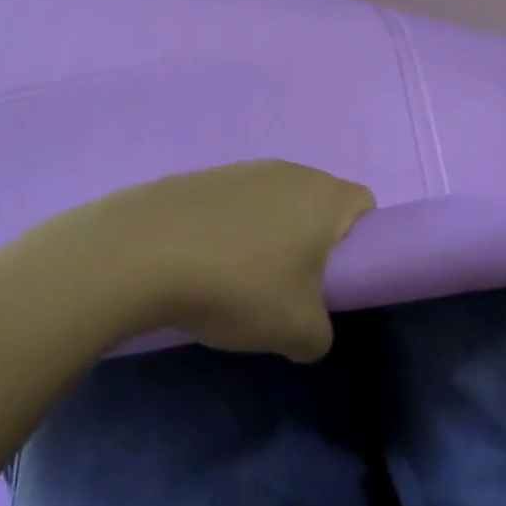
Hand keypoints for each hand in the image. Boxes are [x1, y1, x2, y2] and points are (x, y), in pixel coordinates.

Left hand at [72, 160, 374, 361]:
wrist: (141, 253)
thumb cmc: (238, 285)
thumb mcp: (296, 331)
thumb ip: (320, 336)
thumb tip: (311, 333)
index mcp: (324, 196)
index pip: (365, 205)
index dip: (363, 241)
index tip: (338, 277)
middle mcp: (289, 171)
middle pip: (318, 203)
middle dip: (313, 243)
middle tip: (292, 287)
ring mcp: (241, 169)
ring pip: (274, 204)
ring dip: (269, 238)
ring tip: (240, 281)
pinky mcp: (201, 178)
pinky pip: (234, 205)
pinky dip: (230, 232)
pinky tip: (203, 266)